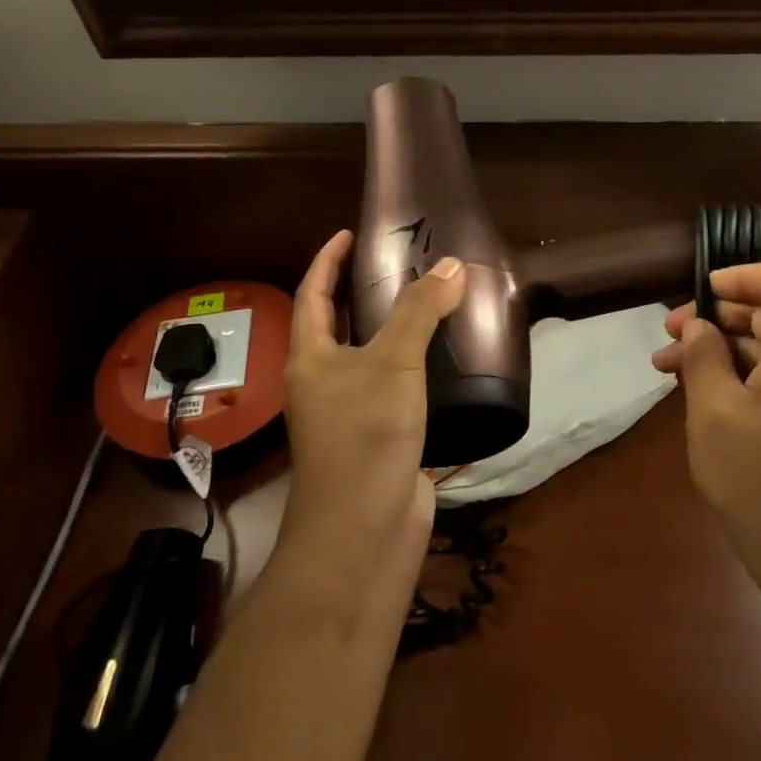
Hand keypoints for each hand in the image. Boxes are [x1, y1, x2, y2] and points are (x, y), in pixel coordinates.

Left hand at [283, 230, 467, 585]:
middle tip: (400, 264)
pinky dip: (416, 368)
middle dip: (362, 293)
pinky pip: (397, 389)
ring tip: (431, 303)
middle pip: (338, 326)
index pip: (312, 294)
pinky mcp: (381, 437)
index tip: (349, 233)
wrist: (365, 528)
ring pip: (371, 358)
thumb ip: (420, 312)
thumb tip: (450, 265)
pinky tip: (447, 361)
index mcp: (310, 359)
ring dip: (394, 331)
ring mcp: (351, 413)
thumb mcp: (393, 363)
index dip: (328, 261)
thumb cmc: (365, 435)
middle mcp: (323, 383)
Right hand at [652, 259, 760, 614]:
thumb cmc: (760, 484)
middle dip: (719, 315)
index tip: (700, 296)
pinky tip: (702, 396)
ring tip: (669, 369)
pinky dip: (742, 374)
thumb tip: (699, 326)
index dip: (743, 275)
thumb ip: (703, 358)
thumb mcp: (714, 415)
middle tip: (669, 338)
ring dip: (723, 348)